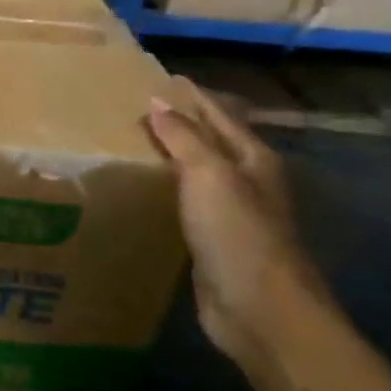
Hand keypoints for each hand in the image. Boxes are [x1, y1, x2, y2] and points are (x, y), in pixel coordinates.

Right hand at [145, 78, 329, 363]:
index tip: (161, 79)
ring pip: (195, 174)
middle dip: (179, 124)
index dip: (192, 96)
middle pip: (210, 142)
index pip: (219, 115)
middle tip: (135, 109)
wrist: (260, 311)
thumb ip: (183, 137)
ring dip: (169, 158)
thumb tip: (158, 102)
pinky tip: (140, 191)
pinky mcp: (212, 243)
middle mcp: (246, 182)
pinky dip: (164, 191)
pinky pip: (183, 205)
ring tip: (130, 144)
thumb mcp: (209, 175)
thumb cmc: (238, 233)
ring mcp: (231, 215)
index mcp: (253, 159)